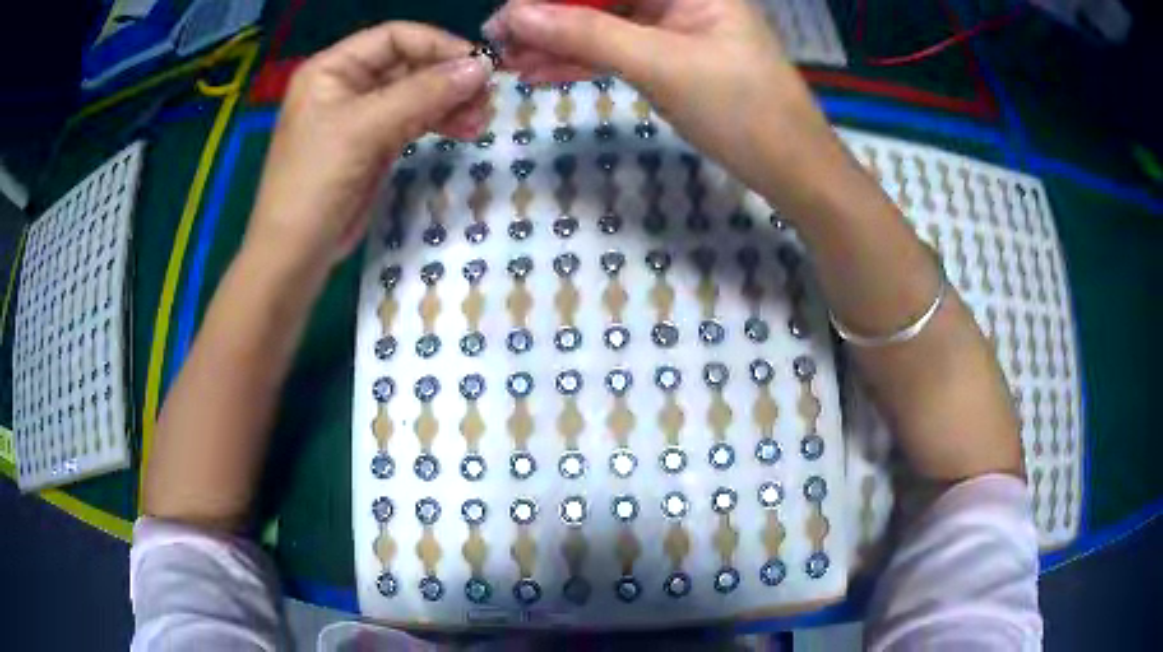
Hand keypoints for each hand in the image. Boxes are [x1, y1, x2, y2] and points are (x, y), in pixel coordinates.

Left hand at [248, 22, 493, 270]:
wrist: (295, 253)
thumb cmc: (315, 182)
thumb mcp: (366, 128)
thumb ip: (423, 93)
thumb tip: (482, 68)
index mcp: (332, 68)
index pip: (394, 38)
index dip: (437, 45)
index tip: (477, 66)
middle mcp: (347, 85)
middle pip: (409, 65)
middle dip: (448, 79)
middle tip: (486, 99)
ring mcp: (362, 116)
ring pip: (416, 94)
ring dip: (450, 103)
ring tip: (480, 121)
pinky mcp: (374, 145)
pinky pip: (414, 121)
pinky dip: (440, 123)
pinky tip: (465, 130)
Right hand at [483, 0, 831, 192]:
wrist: (791, 169)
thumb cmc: (743, 109)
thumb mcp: (662, 65)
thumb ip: (587, 34)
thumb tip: (515, 14)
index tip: (508, 13)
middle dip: (549, 17)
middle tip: (498, 40)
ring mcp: (675, 28)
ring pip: (604, 25)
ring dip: (557, 42)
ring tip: (509, 62)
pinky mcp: (671, 58)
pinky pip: (617, 51)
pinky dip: (582, 62)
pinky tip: (541, 72)